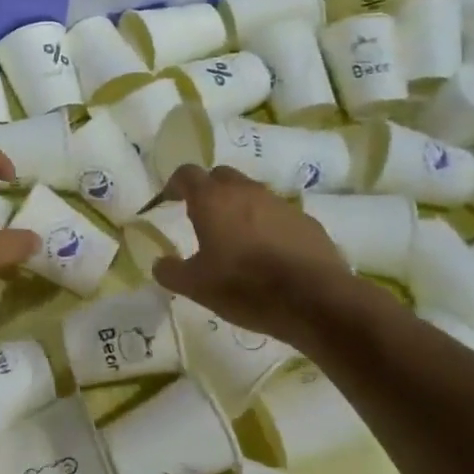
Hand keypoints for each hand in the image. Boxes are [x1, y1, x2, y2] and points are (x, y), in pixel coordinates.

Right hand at [152, 164, 365, 346]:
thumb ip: (171, 271)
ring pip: (252, 194)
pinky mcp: (307, 221)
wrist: (314, 300)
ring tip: (238, 239)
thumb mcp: (196, 286)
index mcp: (212, 199)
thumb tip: (159, 263)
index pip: (187, 173)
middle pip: (221, 176)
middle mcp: (245, 191)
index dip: (175, 184)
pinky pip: (280, 216)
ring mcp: (280, 204)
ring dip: (241, 208)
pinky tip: (271, 255)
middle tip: (203, 217)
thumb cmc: (244, 286)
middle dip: (209, 190)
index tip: (170, 199)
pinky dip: (269, 226)